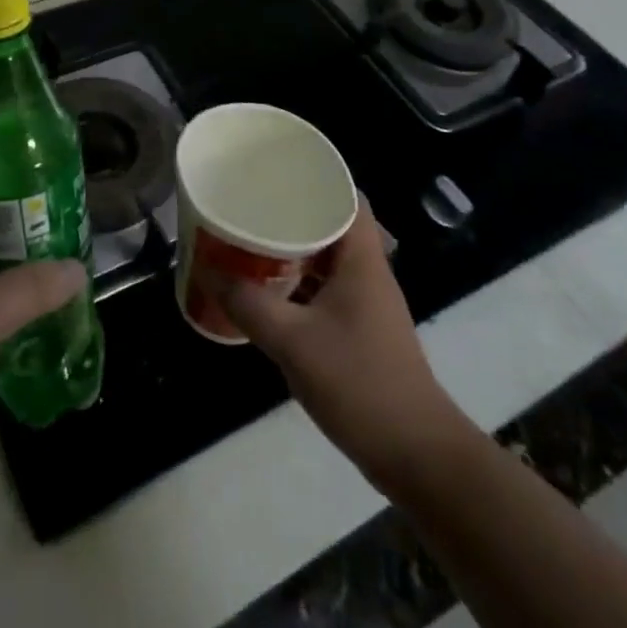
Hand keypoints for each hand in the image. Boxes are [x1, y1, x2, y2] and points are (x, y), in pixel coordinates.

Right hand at [217, 201, 468, 495]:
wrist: (417, 455)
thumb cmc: (359, 382)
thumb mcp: (293, 341)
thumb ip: (248, 305)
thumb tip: (209, 271)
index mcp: (362, 259)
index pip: (347, 196)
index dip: (316, 178)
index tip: (277, 172)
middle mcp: (368, 272)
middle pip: (332, 225)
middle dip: (292, 213)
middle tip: (251, 205)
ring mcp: (367, 304)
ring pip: (327, 259)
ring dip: (293, 250)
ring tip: (251, 242)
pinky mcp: (361, 331)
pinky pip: (325, 289)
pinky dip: (299, 283)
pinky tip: (268, 293)